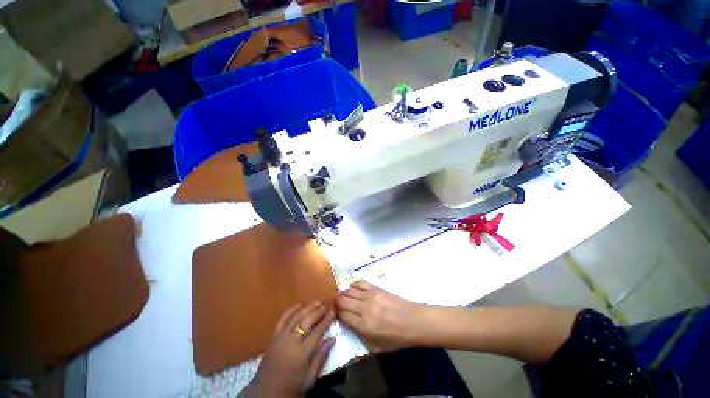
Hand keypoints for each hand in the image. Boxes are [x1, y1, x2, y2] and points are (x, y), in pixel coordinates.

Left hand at [244, 302, 335, 396]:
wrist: (265, 393)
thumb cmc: (291, 387)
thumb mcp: (310, 378)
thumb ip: (321, 357)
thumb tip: (333, 338)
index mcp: (302, 353)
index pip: (317, 331)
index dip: (326, 320)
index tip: (333, 311)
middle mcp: (291, 341)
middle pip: (307, 321)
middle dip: (318, 311)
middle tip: (326, 304)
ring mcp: (280, 337)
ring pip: (296, 317)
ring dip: (307, 308)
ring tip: (316, 302)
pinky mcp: (273, 337)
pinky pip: (282, 320)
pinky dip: (291, 310)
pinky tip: (298, 305)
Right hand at [336, 281, 429, 352]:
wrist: (414, 321)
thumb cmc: (397, 338)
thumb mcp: (377, 347)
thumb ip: (360, 337)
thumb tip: (348, 323)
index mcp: (364, 326)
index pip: (343, 315)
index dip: (337, 313)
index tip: (336, 313)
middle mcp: (365, 309)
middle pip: (343, 301)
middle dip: (337, 302)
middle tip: (336, 304)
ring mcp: (371, 296)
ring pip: (349, 291)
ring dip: (343, 293)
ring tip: (342, 296)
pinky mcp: (376, 288)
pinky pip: (360, 282)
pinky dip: (354, 284)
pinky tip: (353, 288)